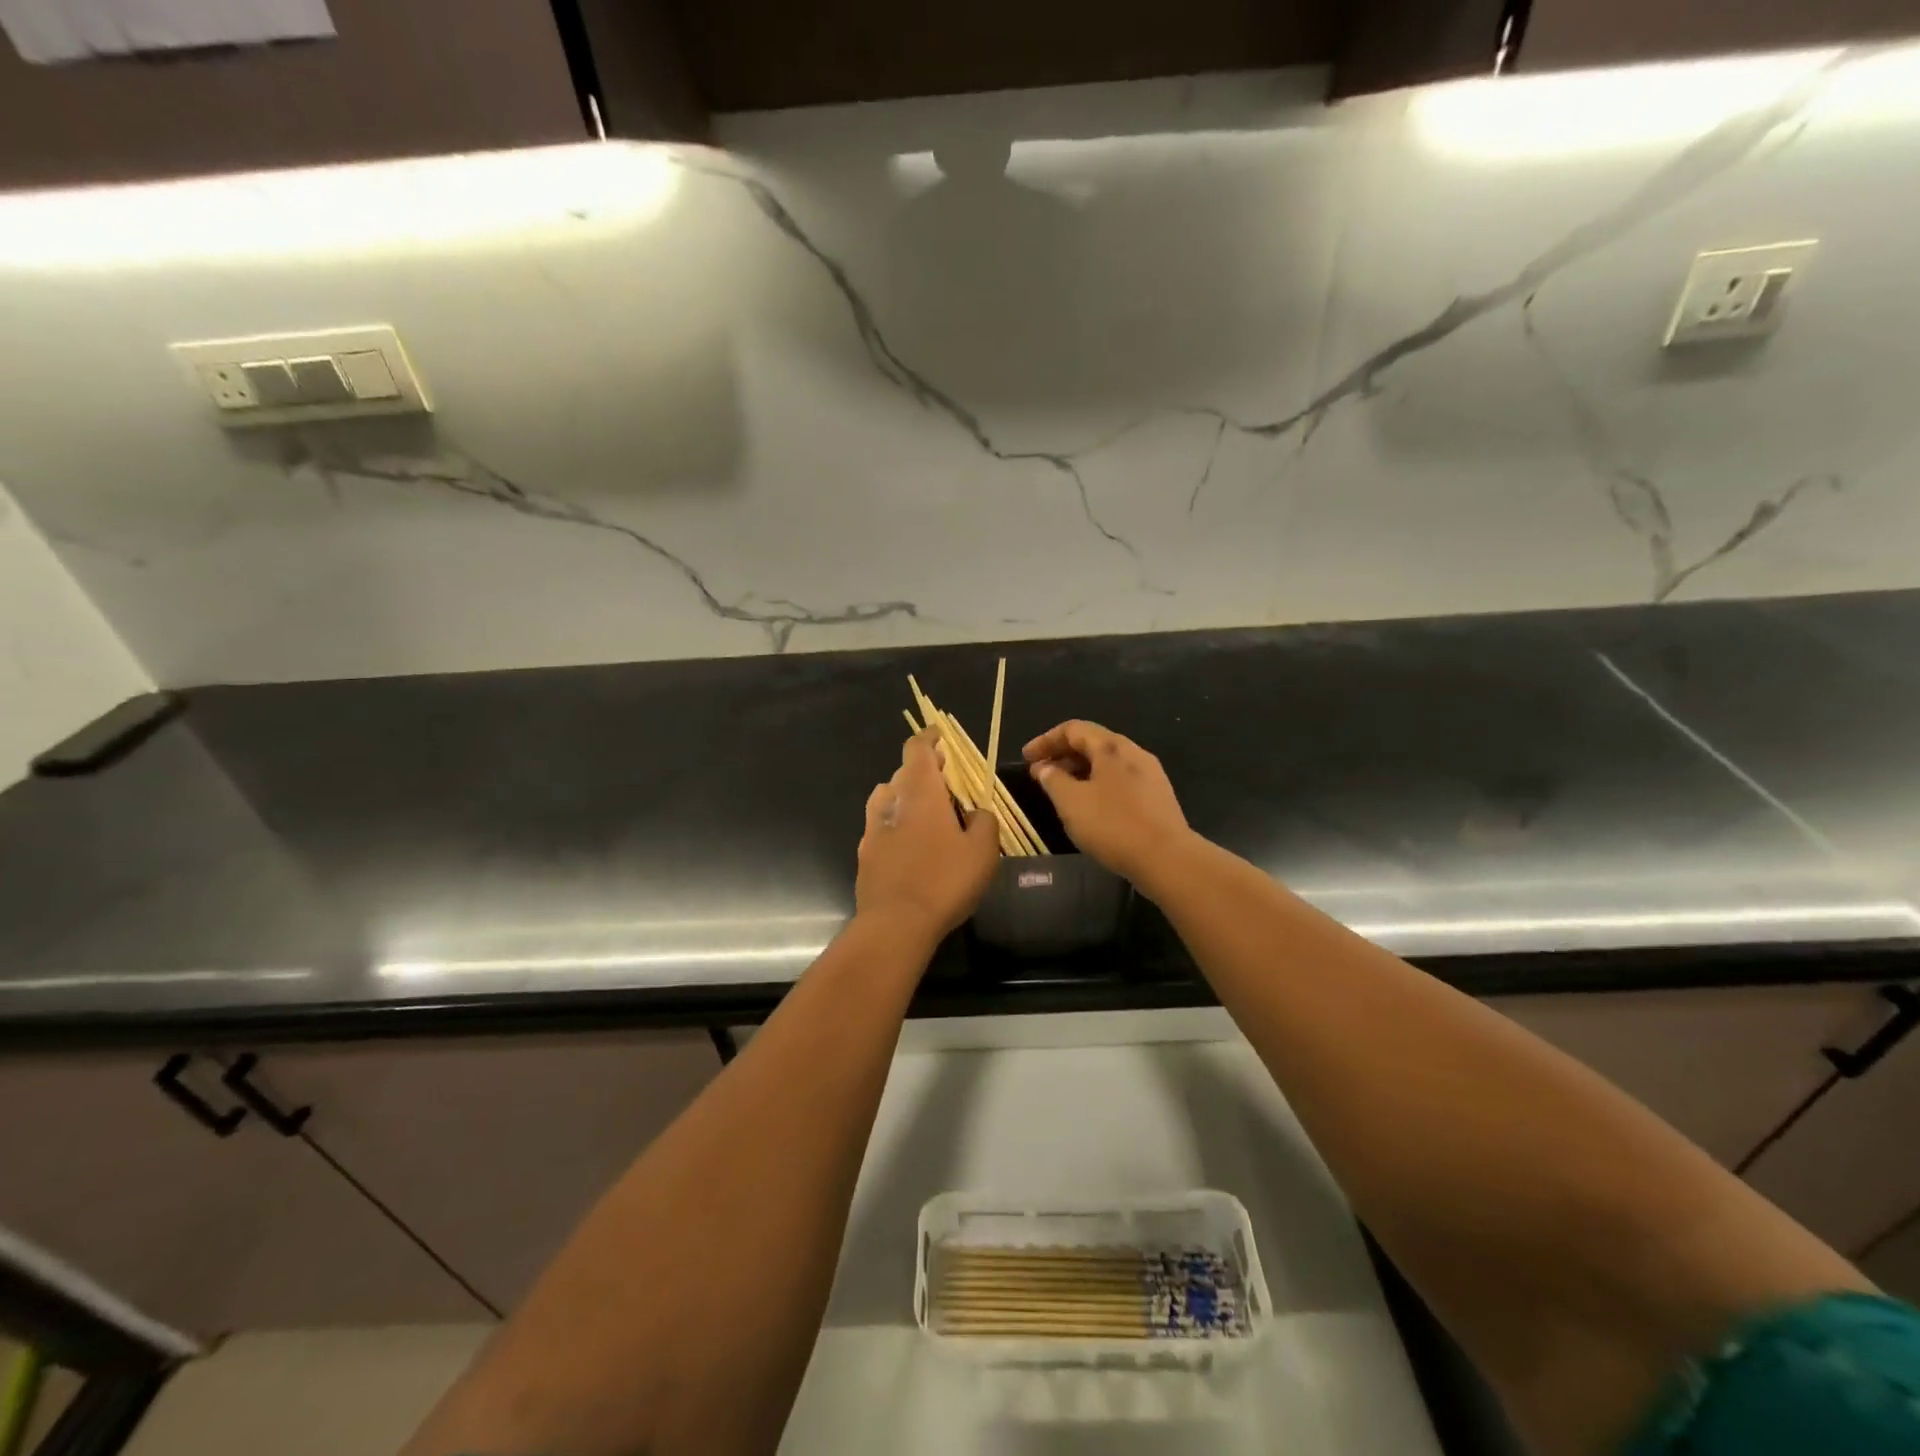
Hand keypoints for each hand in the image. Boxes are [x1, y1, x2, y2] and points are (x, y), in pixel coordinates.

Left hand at [856, 733, 1000, 942]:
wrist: (895, 925)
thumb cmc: (944, 881)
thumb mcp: (983, 851)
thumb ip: (984, 822)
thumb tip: (975, 812)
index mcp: (920, 792)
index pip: (918, 748)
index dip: (930, 738)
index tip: (943, 738)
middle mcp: (891, 802)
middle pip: (904, 773)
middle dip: (926, 773)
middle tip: (950, 787)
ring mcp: (872, 828)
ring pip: (889, 799)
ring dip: (907, 799)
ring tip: (930, 816)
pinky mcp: (865, 854)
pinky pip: (882, 827)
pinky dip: (897, 826)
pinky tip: (913, 848)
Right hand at [1023, 720, 1194, 886]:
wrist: (1167, 859)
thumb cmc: (1113, 825)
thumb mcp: (1071, 802)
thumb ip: (1053, 780)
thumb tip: (1044, 767)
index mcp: (1111, 747)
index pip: (1073, 729)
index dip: (1046, 740)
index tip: (1026, 758)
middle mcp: (1133, 753)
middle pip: (1093, 743)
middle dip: (1063, 755)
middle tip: (1040, 774)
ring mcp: (1150, 775)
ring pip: (1108, 763)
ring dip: (1080, 772)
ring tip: (1061, 792)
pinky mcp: (1157, 797)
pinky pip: (1120, 781)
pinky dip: (1098, 785)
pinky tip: (1090, 808)